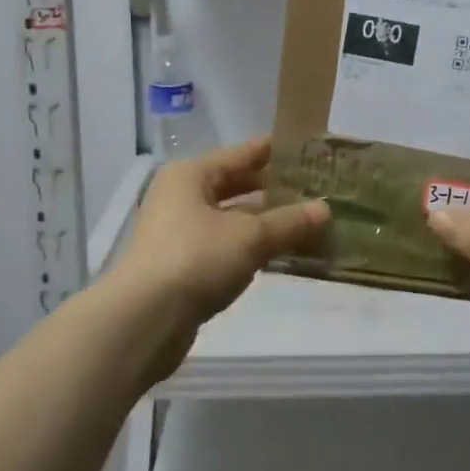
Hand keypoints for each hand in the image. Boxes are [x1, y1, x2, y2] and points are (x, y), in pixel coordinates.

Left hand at [111, 136, 329, 332]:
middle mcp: (181, 196)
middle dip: (274, 190)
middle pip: (235, 185)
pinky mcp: (182, 266)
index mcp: (191, 175)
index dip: (275, 151)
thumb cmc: (196, 259)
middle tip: (316, 189)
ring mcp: (179, 232)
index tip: (308, 149)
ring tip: (308, 223)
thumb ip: (289, 222)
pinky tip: (281, 254)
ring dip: (266, 222)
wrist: (144, 321)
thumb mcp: (250, 237)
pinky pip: (226, 246)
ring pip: (232, 219)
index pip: (241, 154)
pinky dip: (251, 247)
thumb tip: (326, 209)